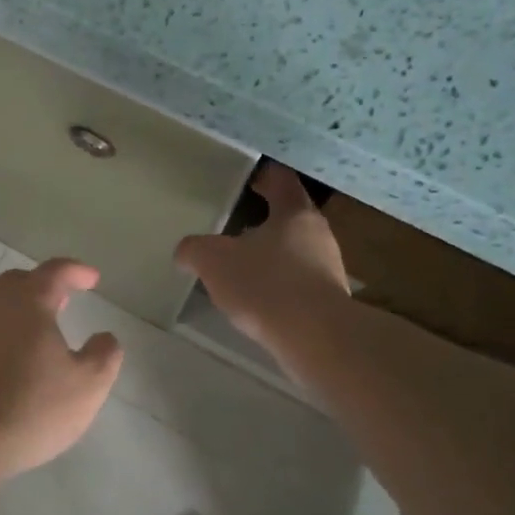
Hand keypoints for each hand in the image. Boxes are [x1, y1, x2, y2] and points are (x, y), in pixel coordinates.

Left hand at [0, 259, 124, 481]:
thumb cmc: (29, 408)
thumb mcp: (87, 386)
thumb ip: (103, 355)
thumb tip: (105, 337)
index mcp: (27, 302)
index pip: (55, 272)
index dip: (76, 271)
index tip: (92, 279)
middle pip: (17, 282)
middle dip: (42, 286)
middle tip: (62, 301)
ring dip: (17, 309)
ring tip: (36, 331)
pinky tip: (7, 359)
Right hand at [175, 163, 352, 344]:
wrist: (314, 337)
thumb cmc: (264, 284)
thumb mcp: (213, 261)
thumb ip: (194, 249)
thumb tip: (185, 251)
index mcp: (294, 213)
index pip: (282, 181)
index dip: (265, 177)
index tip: (249, 180)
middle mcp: (319, 235)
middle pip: (291, 217)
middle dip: (266, 221)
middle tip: (236, 228)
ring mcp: (329, 269)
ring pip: (297, 252)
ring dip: (273, 255)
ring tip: (244, 268)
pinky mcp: (329, 301)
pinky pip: (299, 283)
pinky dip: (280, 285)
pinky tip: (260, 300)